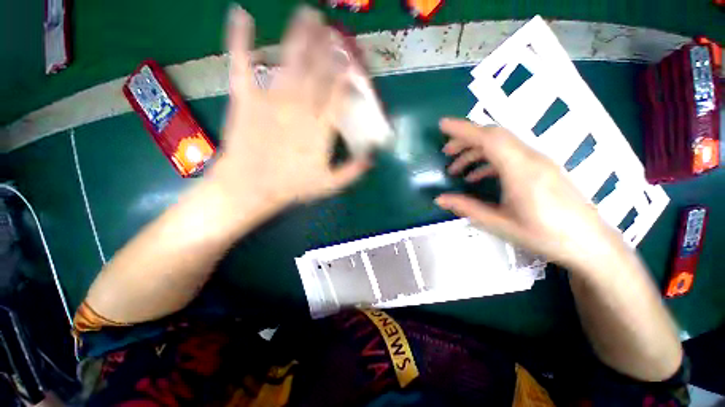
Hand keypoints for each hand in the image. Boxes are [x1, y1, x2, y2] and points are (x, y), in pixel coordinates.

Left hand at [209, 6, 369, 214]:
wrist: (250, 187)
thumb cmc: (292, 187)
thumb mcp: (329, 185)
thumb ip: (352, 171)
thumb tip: (372, 157)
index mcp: (320, 129)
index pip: (338, 95)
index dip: (346, 76)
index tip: (352, 62)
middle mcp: (300, 108)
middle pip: (318, 71)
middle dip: (327, 48)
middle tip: (333, 28)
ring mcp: (271, 99)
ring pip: (290, 61)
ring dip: (300, 35)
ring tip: (308, 14)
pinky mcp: (245, 98)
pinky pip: (241, 63)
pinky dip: (240, 38)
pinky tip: (242, 14)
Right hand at [435, 118, 625, 271]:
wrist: (590, 243)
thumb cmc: (545, 236)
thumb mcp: (500, 223)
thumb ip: (467, 207)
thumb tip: (439, 199)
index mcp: (521, 170)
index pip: (489, 138)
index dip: (463, 129)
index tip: (442, 125)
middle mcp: (531, 158)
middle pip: (494, 135)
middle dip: (466, 139)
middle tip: (446, 153)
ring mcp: (539, 161)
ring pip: (502, 144)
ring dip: (476, 150)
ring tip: (456, 168)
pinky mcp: (541, 167)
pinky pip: (510, 154)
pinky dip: (489, 160)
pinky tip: (477, 176)